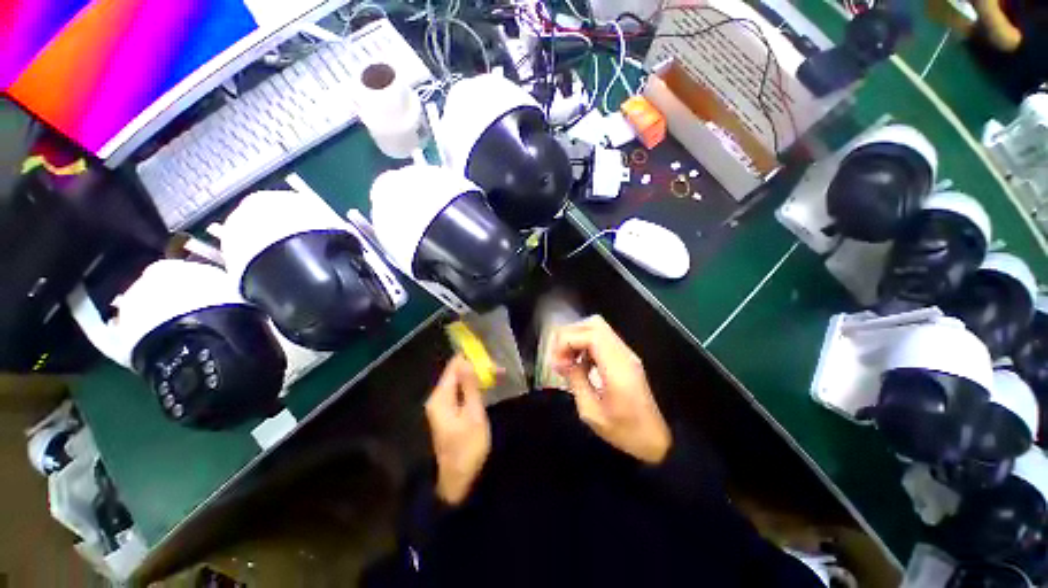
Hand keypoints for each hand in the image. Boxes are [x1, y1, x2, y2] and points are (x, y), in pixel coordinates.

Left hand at [425, 355, 491, 504]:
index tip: (491, 360)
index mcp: (440, 397)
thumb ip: (470, 386)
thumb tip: (466, 361)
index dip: (472, 359)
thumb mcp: (473, 414)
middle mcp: (437, 398)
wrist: (459, 481)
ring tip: (498, 376)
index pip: (454, 367)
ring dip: (477, 377)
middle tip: (500, 371)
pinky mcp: (448, 412)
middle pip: (456, 373)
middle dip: (477, 368)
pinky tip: (486, 387)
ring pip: (459, 382)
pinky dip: (473, 387)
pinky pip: (460, 392)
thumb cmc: (468, 447)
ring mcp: (441, 406)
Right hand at [551, 316, 671, 464]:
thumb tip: (561, 361)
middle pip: (595, 324)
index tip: (556, 361)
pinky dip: (586, 344)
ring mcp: (626, 354)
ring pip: (598, 328)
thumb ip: (575, 380)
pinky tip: (580, 364)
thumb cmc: (624, 431)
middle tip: (560, 357)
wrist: (655, 440)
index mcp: (617, 368)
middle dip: (570, 335)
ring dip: (578, 338)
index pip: (591, 335)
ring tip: (567, 360)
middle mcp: (623, 354)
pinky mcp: (625, 358)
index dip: (568, 341)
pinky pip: (603, 339)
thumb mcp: (591, 412)